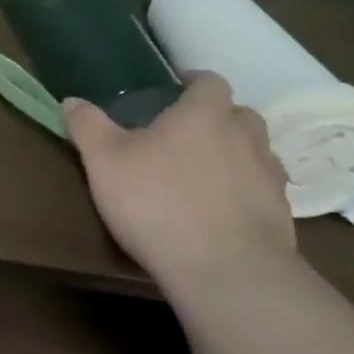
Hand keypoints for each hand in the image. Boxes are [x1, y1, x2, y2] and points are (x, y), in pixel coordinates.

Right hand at [63, 71, 293, 290]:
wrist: (227, 272)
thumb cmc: (158, 203)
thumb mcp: (104, 161)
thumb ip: (88, 126)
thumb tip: (71, 100)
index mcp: (204, 113)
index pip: (209, 81)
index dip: (192, 83)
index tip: (172, 92)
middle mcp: (245, 136)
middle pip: (238, 114)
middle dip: (216, 118)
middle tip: (183, 135)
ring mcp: (269, 176)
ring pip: (256, 152)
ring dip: (234, 155)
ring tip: (202, 174)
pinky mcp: (282, 215)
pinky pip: (263, 190)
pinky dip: (244, 192)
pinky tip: (220, 212)